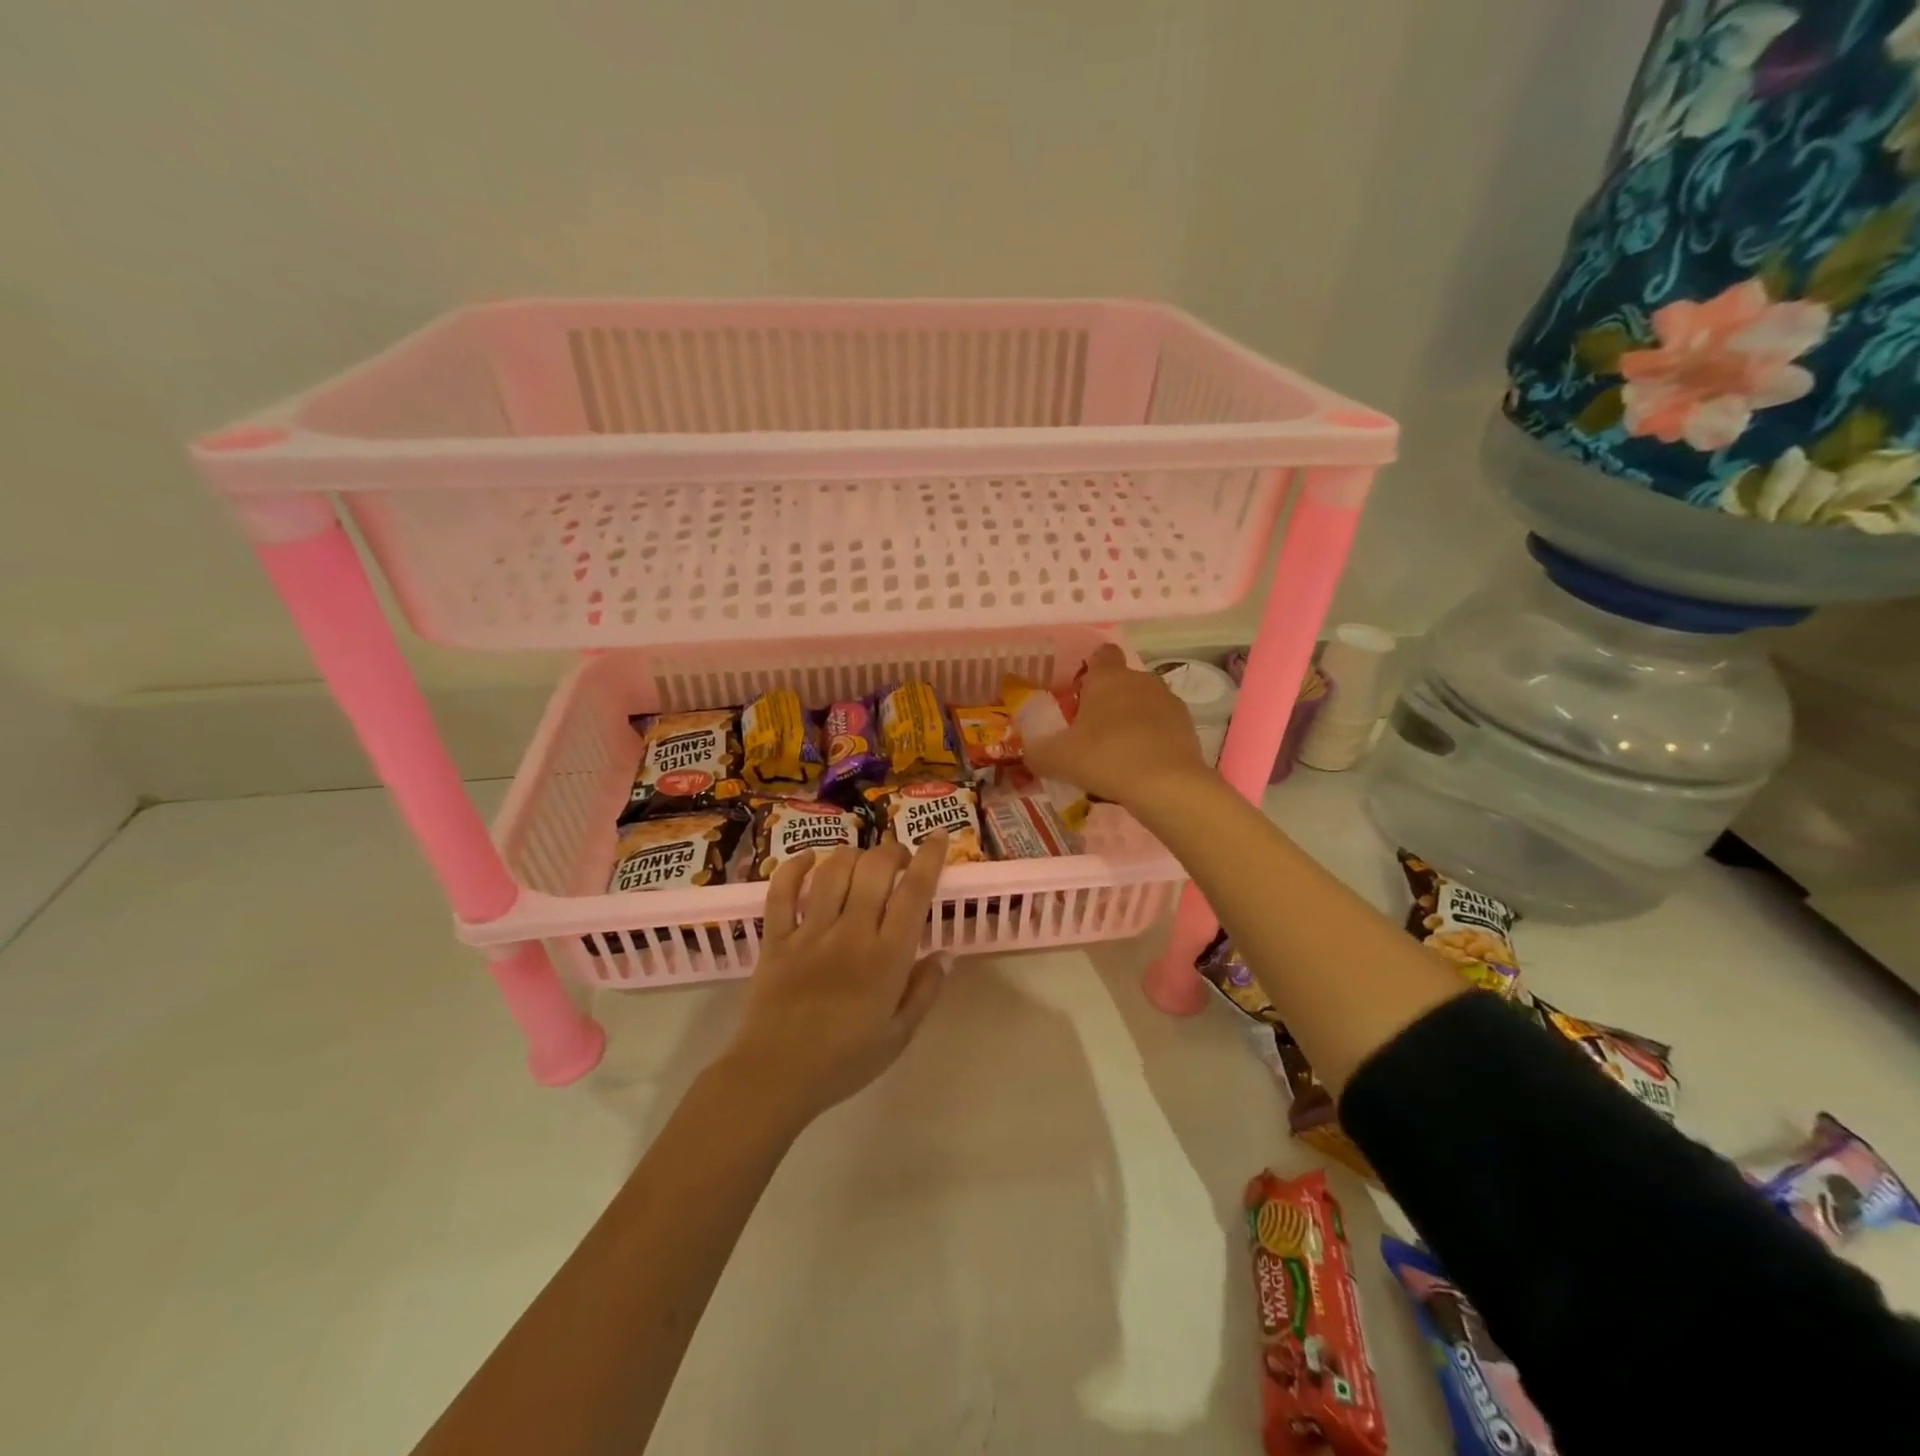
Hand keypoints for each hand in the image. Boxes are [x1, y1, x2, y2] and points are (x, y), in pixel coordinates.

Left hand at [718, 835, 951, 1127]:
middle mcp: (851, 933)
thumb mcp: (899, 1036)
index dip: (929, 858)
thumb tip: (947, 953)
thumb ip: (925, 991)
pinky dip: (795, 867)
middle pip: (875, 869)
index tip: (938, 836)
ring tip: (862, 862)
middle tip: (899, 858)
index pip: (914, 893)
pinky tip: (809, 859)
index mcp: (887, 957)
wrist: (775, 1077)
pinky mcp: (776, 938)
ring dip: (852, 855)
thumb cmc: (844, 1062)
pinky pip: (782, 891)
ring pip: (833, 871)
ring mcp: (810, 932)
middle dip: (892, 851)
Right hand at [1024, 644, 1211, 806]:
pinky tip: (1139, 766)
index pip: (1101, 654)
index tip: (1080, 692)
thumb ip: (1037, 753)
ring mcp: (1168, 702)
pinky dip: (1152, 741)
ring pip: (1144, 704)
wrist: (1166, 785)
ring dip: (1132, 721)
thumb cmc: (1105, 758)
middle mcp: (1140, 680)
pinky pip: (1162, 727)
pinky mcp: (1188, 726)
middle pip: (1122, 681)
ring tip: (1116, 754)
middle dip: (1109, 701)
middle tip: (1090, 732)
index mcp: (1107, 677)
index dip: (1091, 669)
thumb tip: (1028, 753)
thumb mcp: (1057, 759)